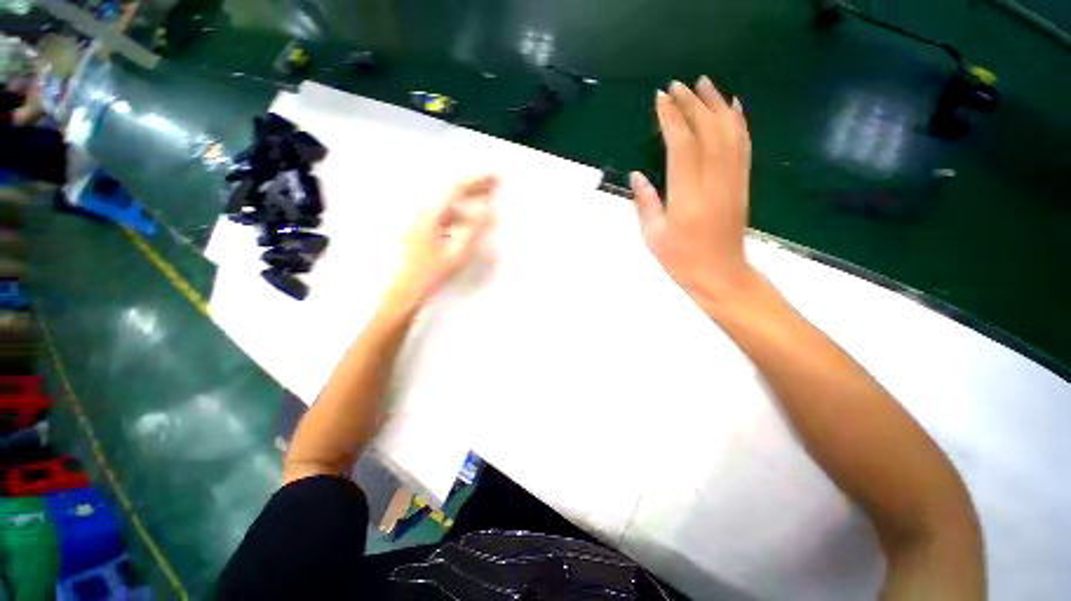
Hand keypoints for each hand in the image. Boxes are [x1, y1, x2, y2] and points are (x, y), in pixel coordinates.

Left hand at [388, 175, 497, 307]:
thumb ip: (475, 230)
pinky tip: (471, 225)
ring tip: (488, 207)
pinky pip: (447, 218)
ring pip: (451, 207)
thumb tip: (492, 211)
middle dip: (476, 188)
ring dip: (470, 204)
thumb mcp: (458, 253)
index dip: (478, 181)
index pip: (457, 188)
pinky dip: (462, 217)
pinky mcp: (425, 232)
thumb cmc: (432, 273)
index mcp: (432, 215)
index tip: (495, 178)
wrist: (407, 290)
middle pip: (453, 194)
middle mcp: (425, 213)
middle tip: (496, 186)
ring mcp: (423, 222)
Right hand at [630, 77, 760, 314]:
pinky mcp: (742, 183)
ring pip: (729, 131)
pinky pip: (743, 145)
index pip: (682, 144)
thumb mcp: (654, 235)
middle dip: (691, 104)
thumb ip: (645, 203)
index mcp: (687, 194)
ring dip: (716, 104)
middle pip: (706, 130)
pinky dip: (739, 121)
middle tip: (677, 85)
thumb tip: (636, 175)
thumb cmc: (681, 259)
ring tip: (704, 83)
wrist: (720, 274)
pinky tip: (733, 106)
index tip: (661, 99)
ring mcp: (732, 179)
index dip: (671, 119)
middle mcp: (713, 180)